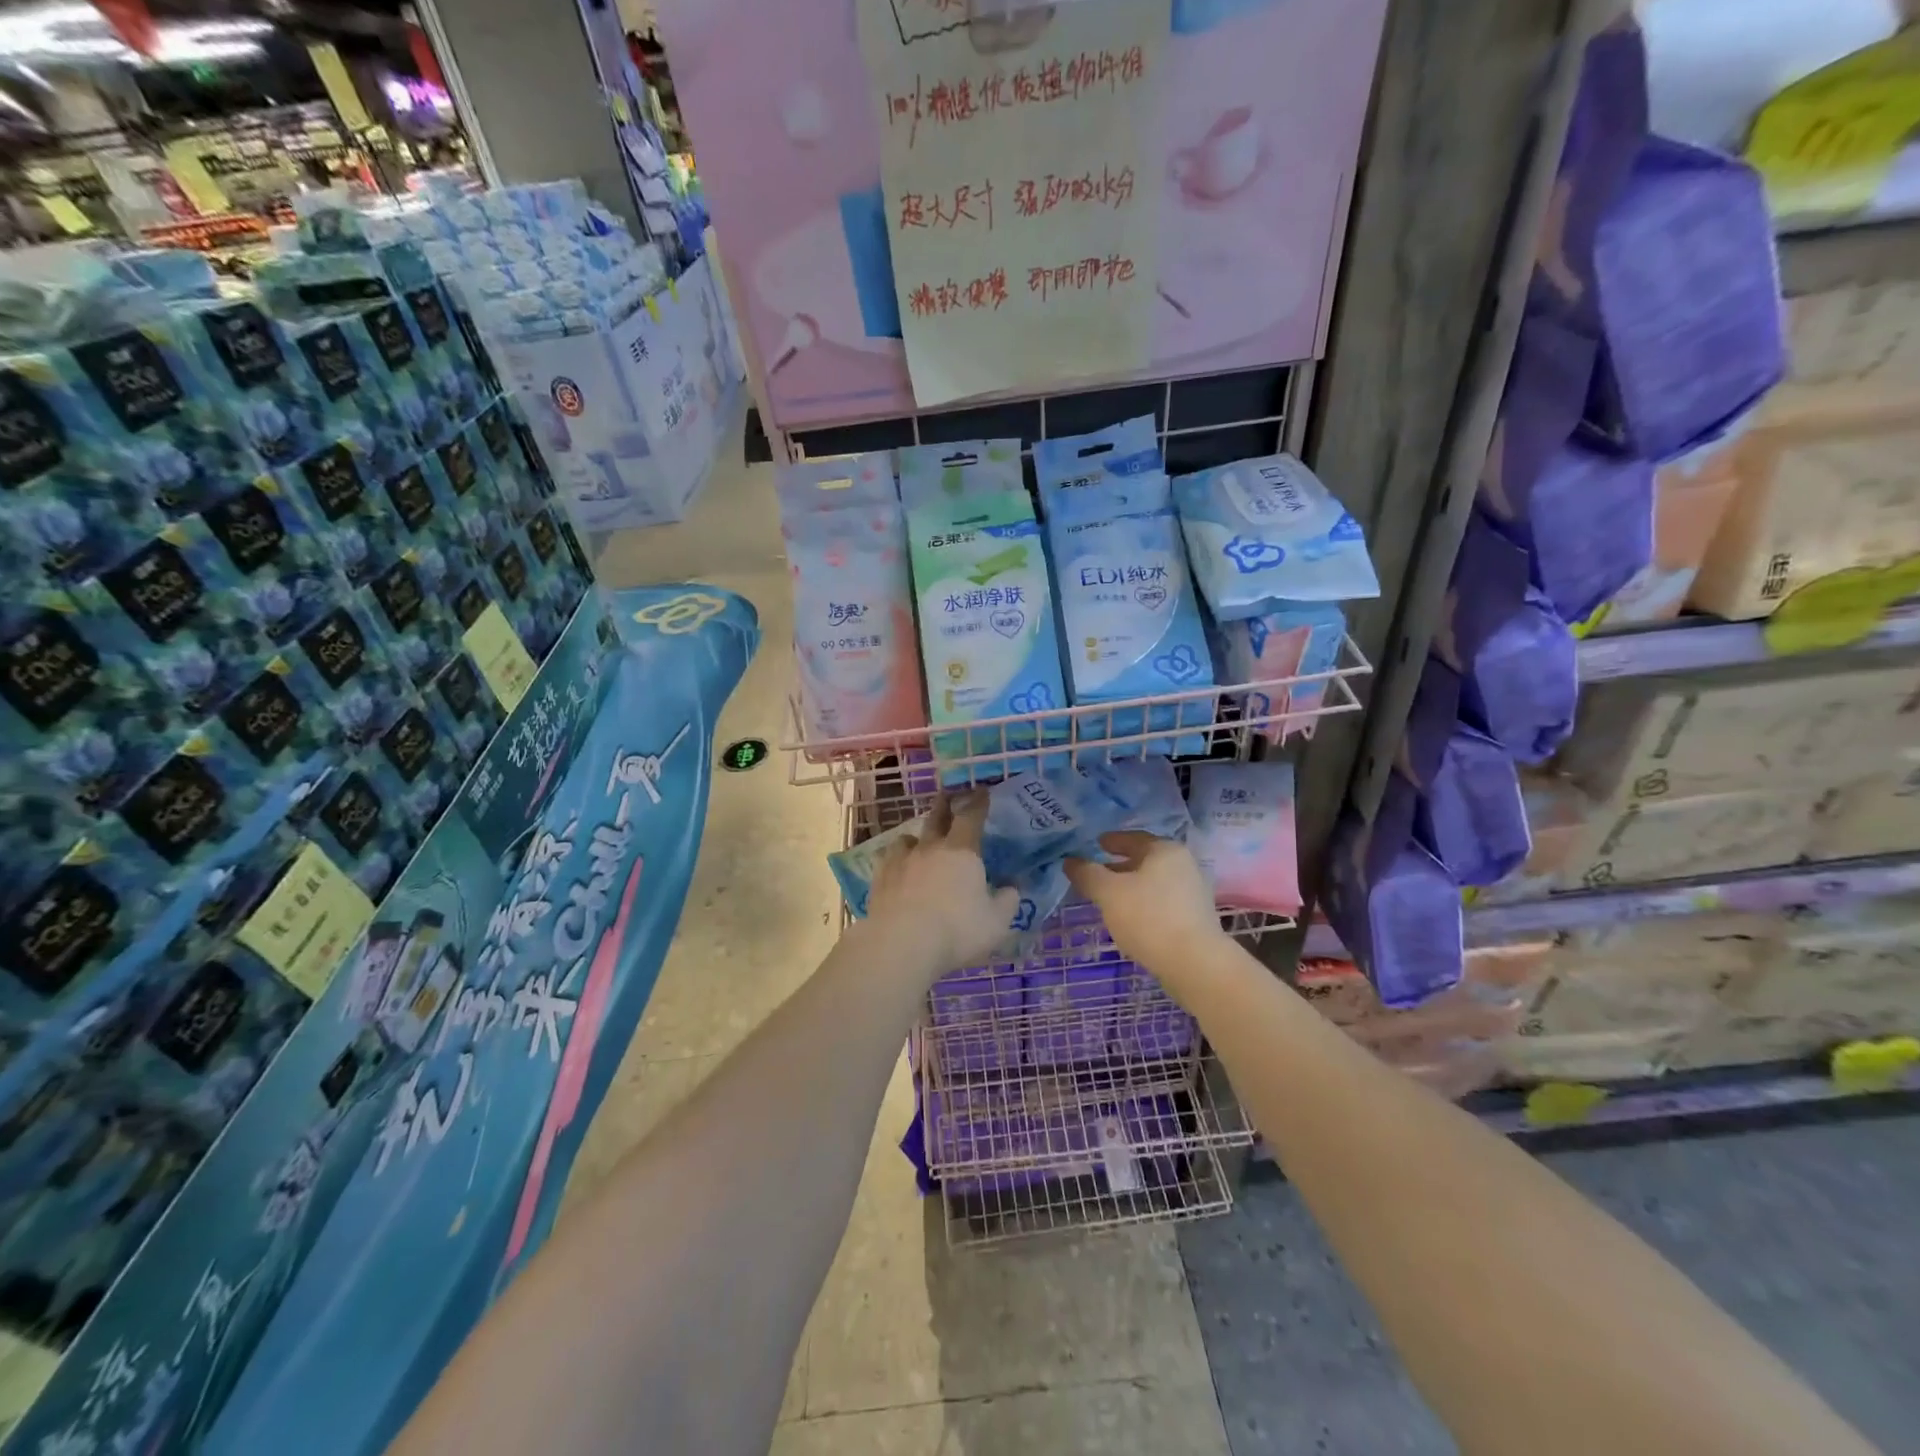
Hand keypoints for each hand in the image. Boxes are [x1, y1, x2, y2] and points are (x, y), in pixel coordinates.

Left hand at [867, 795, 1020, 975]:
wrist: (902, 944)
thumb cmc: (957, 930)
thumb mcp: (996, 922)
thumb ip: (1008, 901)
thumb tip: (1013, 887)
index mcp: (962, 851)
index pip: (972, 816)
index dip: (978, 802)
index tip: (982, 791)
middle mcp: (930, 848)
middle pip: (936, 817)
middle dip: (944, 805)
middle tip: (947, 796)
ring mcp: (901, 861)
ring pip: (908, 838)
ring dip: (916, 837)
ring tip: (919, 842)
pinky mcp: (879, 879)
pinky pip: (887, 860)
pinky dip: (894, 860)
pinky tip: (895, 868)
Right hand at [1065, 832, 1225, 972]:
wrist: (1194, 963)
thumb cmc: (1148, 917)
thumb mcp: (1108, 892)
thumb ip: (1087, 874)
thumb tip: (1070, 861)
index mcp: (1164, 850)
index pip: (1133, 837)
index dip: (1112, 840)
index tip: (1096, 844)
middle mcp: (1183, 865)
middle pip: (1144, 860)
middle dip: (1119, 866)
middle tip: (1096, 873)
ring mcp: (1192, 892)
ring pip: (1153, 883)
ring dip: (1130, 887)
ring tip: (1108, 898)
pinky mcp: (1194, 918)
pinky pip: (1161, 902)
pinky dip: (1143, 904)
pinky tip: (1129, 918)